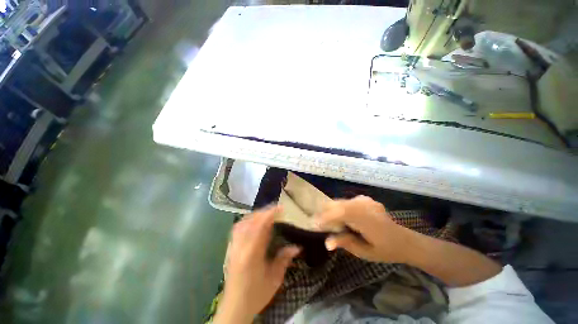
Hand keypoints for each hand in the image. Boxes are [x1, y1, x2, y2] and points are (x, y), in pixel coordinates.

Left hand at [215, 206, 299, 322]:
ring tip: (266, 213)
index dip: (270, 214)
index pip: (260, 226)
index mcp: (252, 253)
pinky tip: (252, 222)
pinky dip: (246, 221)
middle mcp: (240, 246)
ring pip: (243, 222)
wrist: (234, 307)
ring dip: (255, 215)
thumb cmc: (256, 294)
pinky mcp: (229, 248)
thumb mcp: (274, 279)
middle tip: (276, 209)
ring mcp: (233, 246)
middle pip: (251, 221)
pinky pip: (237, 228)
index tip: (281, 208)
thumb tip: (297, 246)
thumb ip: (284, 259)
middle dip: (264, 212)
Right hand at [315, 195, 411, 262]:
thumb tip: (327, 242)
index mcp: (367, 219)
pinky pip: (346, 202)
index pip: (341, 212)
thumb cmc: (386, 250)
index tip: (314, 224)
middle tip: (317, 223)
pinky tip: (340, 219)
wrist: (404, 241)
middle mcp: (365, 205)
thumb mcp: (365, 252)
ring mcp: (365, 200)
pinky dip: (339, 209)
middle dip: (325, 212)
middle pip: (338, 203)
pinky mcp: (365, 199)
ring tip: (327, 222)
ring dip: (331, 210)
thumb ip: (346, 243)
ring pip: (341, 201)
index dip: (326, 216)